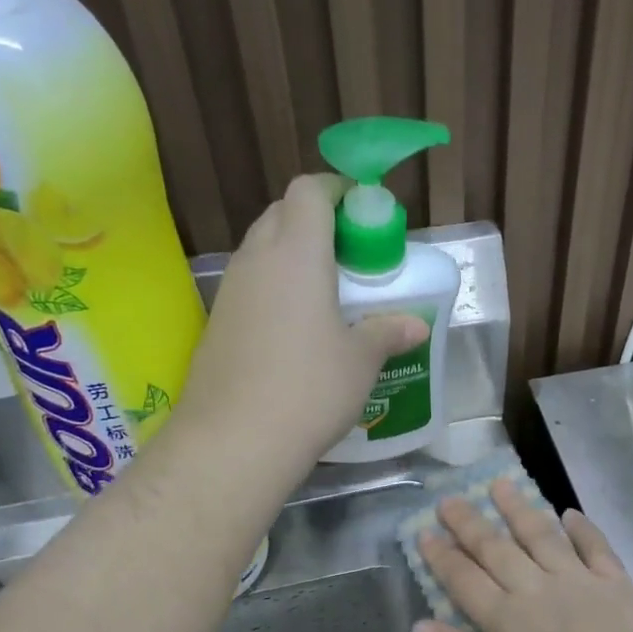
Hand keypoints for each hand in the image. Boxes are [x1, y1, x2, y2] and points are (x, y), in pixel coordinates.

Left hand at [180, 174, 427, 472]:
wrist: (234, 440)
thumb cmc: (310, 388)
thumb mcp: (360, 361)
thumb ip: (387, 332)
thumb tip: (415, 326)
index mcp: (297, 253)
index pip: (310, 191)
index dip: (337, 191)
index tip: (363, 213)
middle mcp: (257, 260)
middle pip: (282, 213)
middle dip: (316, 221)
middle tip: (351, 254)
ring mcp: (230, 291)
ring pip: (262, 249)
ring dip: (293, 255)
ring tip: (328, 292)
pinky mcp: (217, 322)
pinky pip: (250, 285)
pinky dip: (275, 288)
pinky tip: (296, 328)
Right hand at [412, 480, 632, 631]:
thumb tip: (420, 625)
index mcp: (504, 618)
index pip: (463, 579)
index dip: (442, 556)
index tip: (424, 531)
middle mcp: (535, 588)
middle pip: (496, 549)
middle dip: (470, 523)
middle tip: (450, 498)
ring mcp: (577, 580)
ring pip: (542, 536)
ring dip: (520, 509)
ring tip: (502, 484)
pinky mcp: (616, 583)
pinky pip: (596, 547)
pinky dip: (583, 529)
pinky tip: (570, 514)